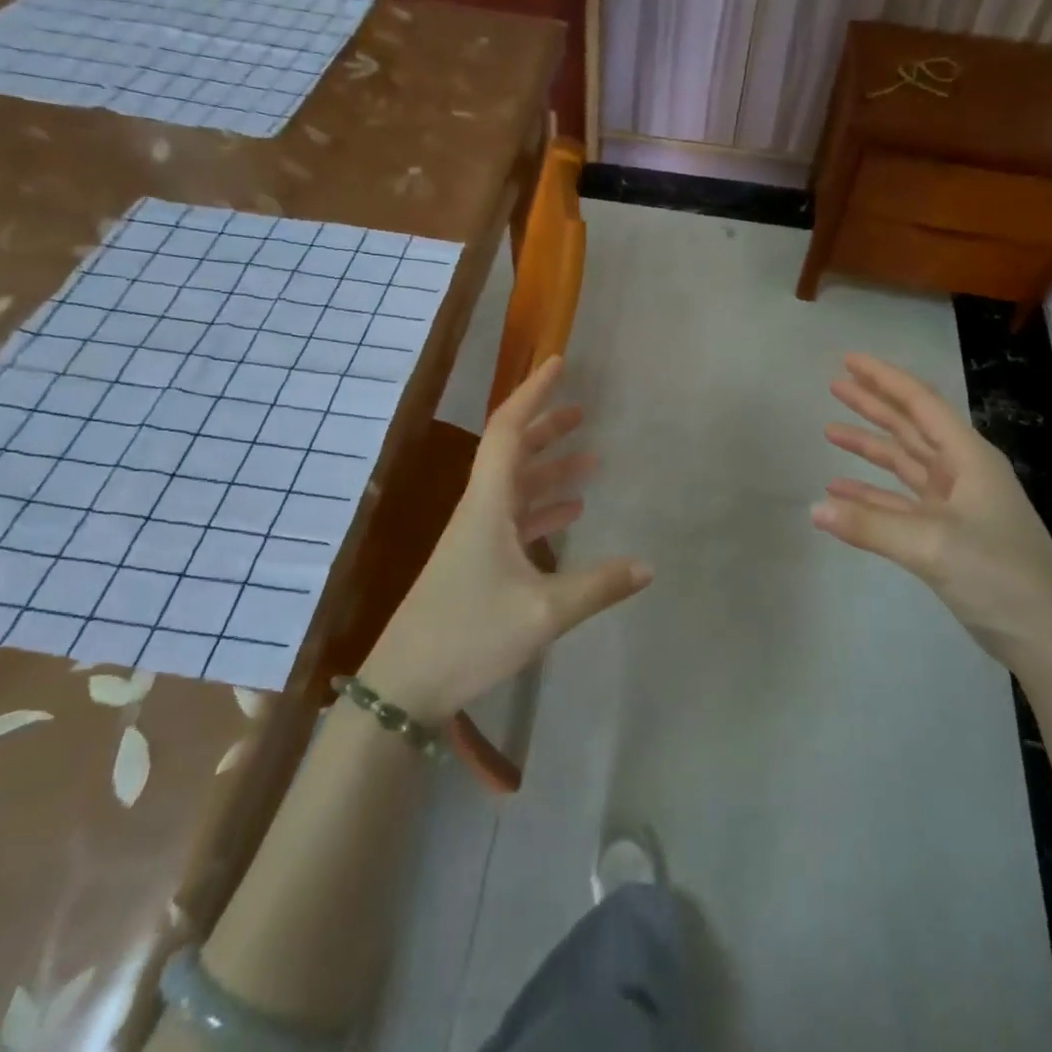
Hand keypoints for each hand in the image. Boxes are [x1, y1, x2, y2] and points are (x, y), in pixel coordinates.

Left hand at [360, 356, 651, 723]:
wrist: (404, 686)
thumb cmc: (469, 635)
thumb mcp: (543, 613)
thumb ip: (598, 586)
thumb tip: (648, 566)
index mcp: (487, 505)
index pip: (509, 430)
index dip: (533, 393)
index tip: (559, 364)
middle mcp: (479, 511)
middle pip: (513, 453)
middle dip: (547, 428)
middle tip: (584, 412)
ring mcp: (476, 538)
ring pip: (517, 487)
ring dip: (550, 470)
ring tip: (591, 460)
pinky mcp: (477, 564)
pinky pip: (515, 520)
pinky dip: (544, 510)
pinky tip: (572, 515)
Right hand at [811, 354, 1051, 670]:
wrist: (1048, 638)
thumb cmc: (999, 576)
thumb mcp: (932, 545)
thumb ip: (871, 525)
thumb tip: (814, 509)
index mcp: (968, 459)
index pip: (920, 404)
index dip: (883, 379)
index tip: (847, 361)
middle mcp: (962, 473)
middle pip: (910, 427)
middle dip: (873, 405)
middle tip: (834, 384)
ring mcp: (955, 505)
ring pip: (904, 464)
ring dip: (869, 448)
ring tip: (830, 431)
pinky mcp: (947, 536)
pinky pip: (900, 504)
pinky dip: (871, 496)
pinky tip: (841, 495)